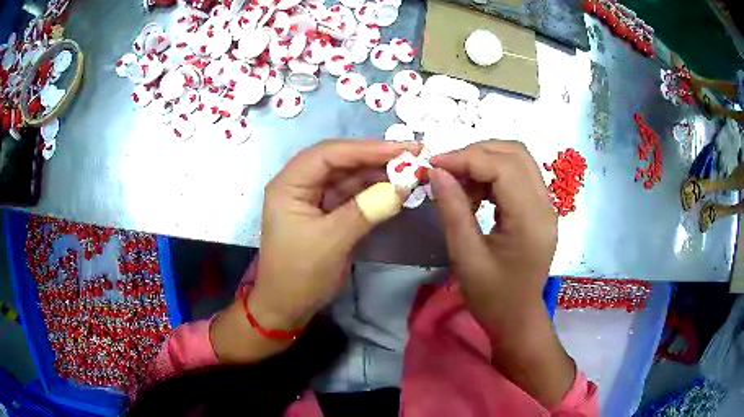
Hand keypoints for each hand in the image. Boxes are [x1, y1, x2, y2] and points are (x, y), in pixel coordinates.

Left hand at [250, 140, 417, 329]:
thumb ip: (367, 209)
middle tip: (413, 156)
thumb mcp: (332, 241)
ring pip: (348, 177)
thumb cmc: (300, 274)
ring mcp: (314, 198)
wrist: (287, 306)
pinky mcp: (326, 212)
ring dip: (378, 174)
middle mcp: (300, 184)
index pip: (329, 154)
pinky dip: (373, 192)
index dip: (367, 149)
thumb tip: (404, 186)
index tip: (403, 149)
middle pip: (340, 161)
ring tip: (411, 171)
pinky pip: (352, 195)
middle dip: (376, 158)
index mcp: (289, 184)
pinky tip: (396, 189)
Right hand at [430, 141, 573, 406]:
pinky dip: (493, 174)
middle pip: (515, 154)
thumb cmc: (492, 297)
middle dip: (475, 153)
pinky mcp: (540, 209)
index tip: (433, 164)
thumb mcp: (466, 258)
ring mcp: (546, 205)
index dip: (466, 158)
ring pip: (517, 160)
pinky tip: (475, 193)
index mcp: (531, 221)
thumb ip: (453, 210)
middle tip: (445, 171)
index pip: (502, 168)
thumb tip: (436, 171)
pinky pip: (518, 175)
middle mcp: (545, 205)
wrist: (517, 319)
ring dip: (484, 161)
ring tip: (459, 184)